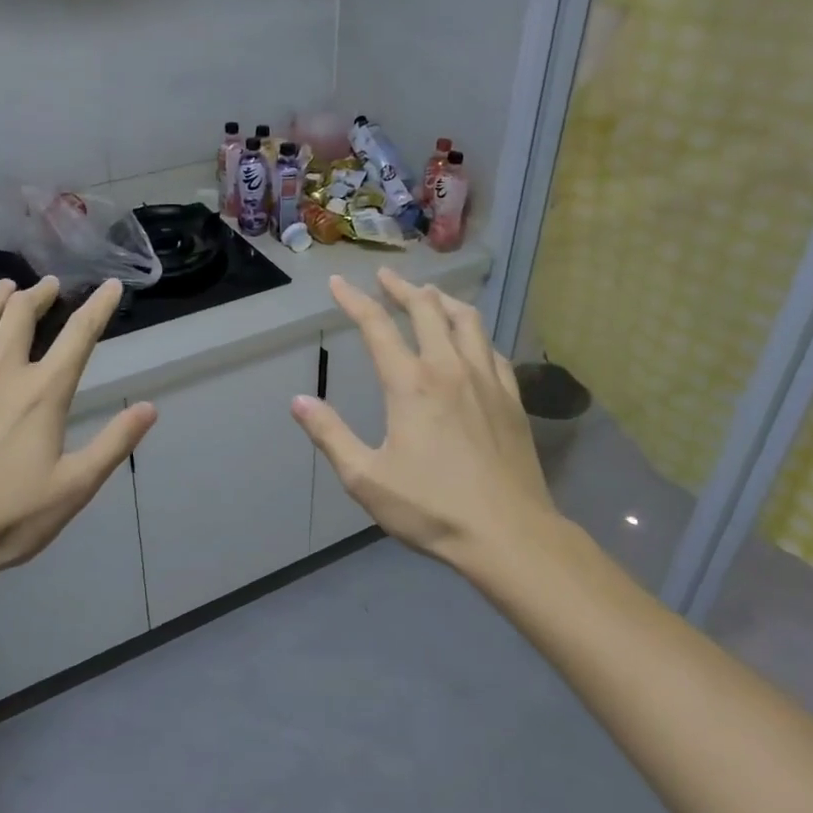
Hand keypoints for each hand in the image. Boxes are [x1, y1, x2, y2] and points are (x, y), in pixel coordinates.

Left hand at [0, 277, 156, 583]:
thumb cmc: (9, 518)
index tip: (112, 285)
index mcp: (42, 393)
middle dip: (39, 293)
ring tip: (7, 288)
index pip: (79, 336)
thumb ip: (114, 443)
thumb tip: (150, 408)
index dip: (99, 306)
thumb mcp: (75, 488)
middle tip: (49, 284)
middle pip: (20, 315)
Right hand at [291, 269, 557, 565]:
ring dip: (443, 301)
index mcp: (410, 384)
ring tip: (428, 295)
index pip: (377, 326)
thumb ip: (330, 436)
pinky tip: (471, 340)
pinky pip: (492, 349)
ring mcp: (487, 380)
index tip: (337, 282)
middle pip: (426, 310)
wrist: (509, 535)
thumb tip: (299, 402)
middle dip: (402, 288)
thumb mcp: (366, 478)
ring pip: (466, 321)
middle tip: (386, 277)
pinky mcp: (512, 398)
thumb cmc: (432, 508)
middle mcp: (449, 369)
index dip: (354, 300)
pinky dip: (474, 333)